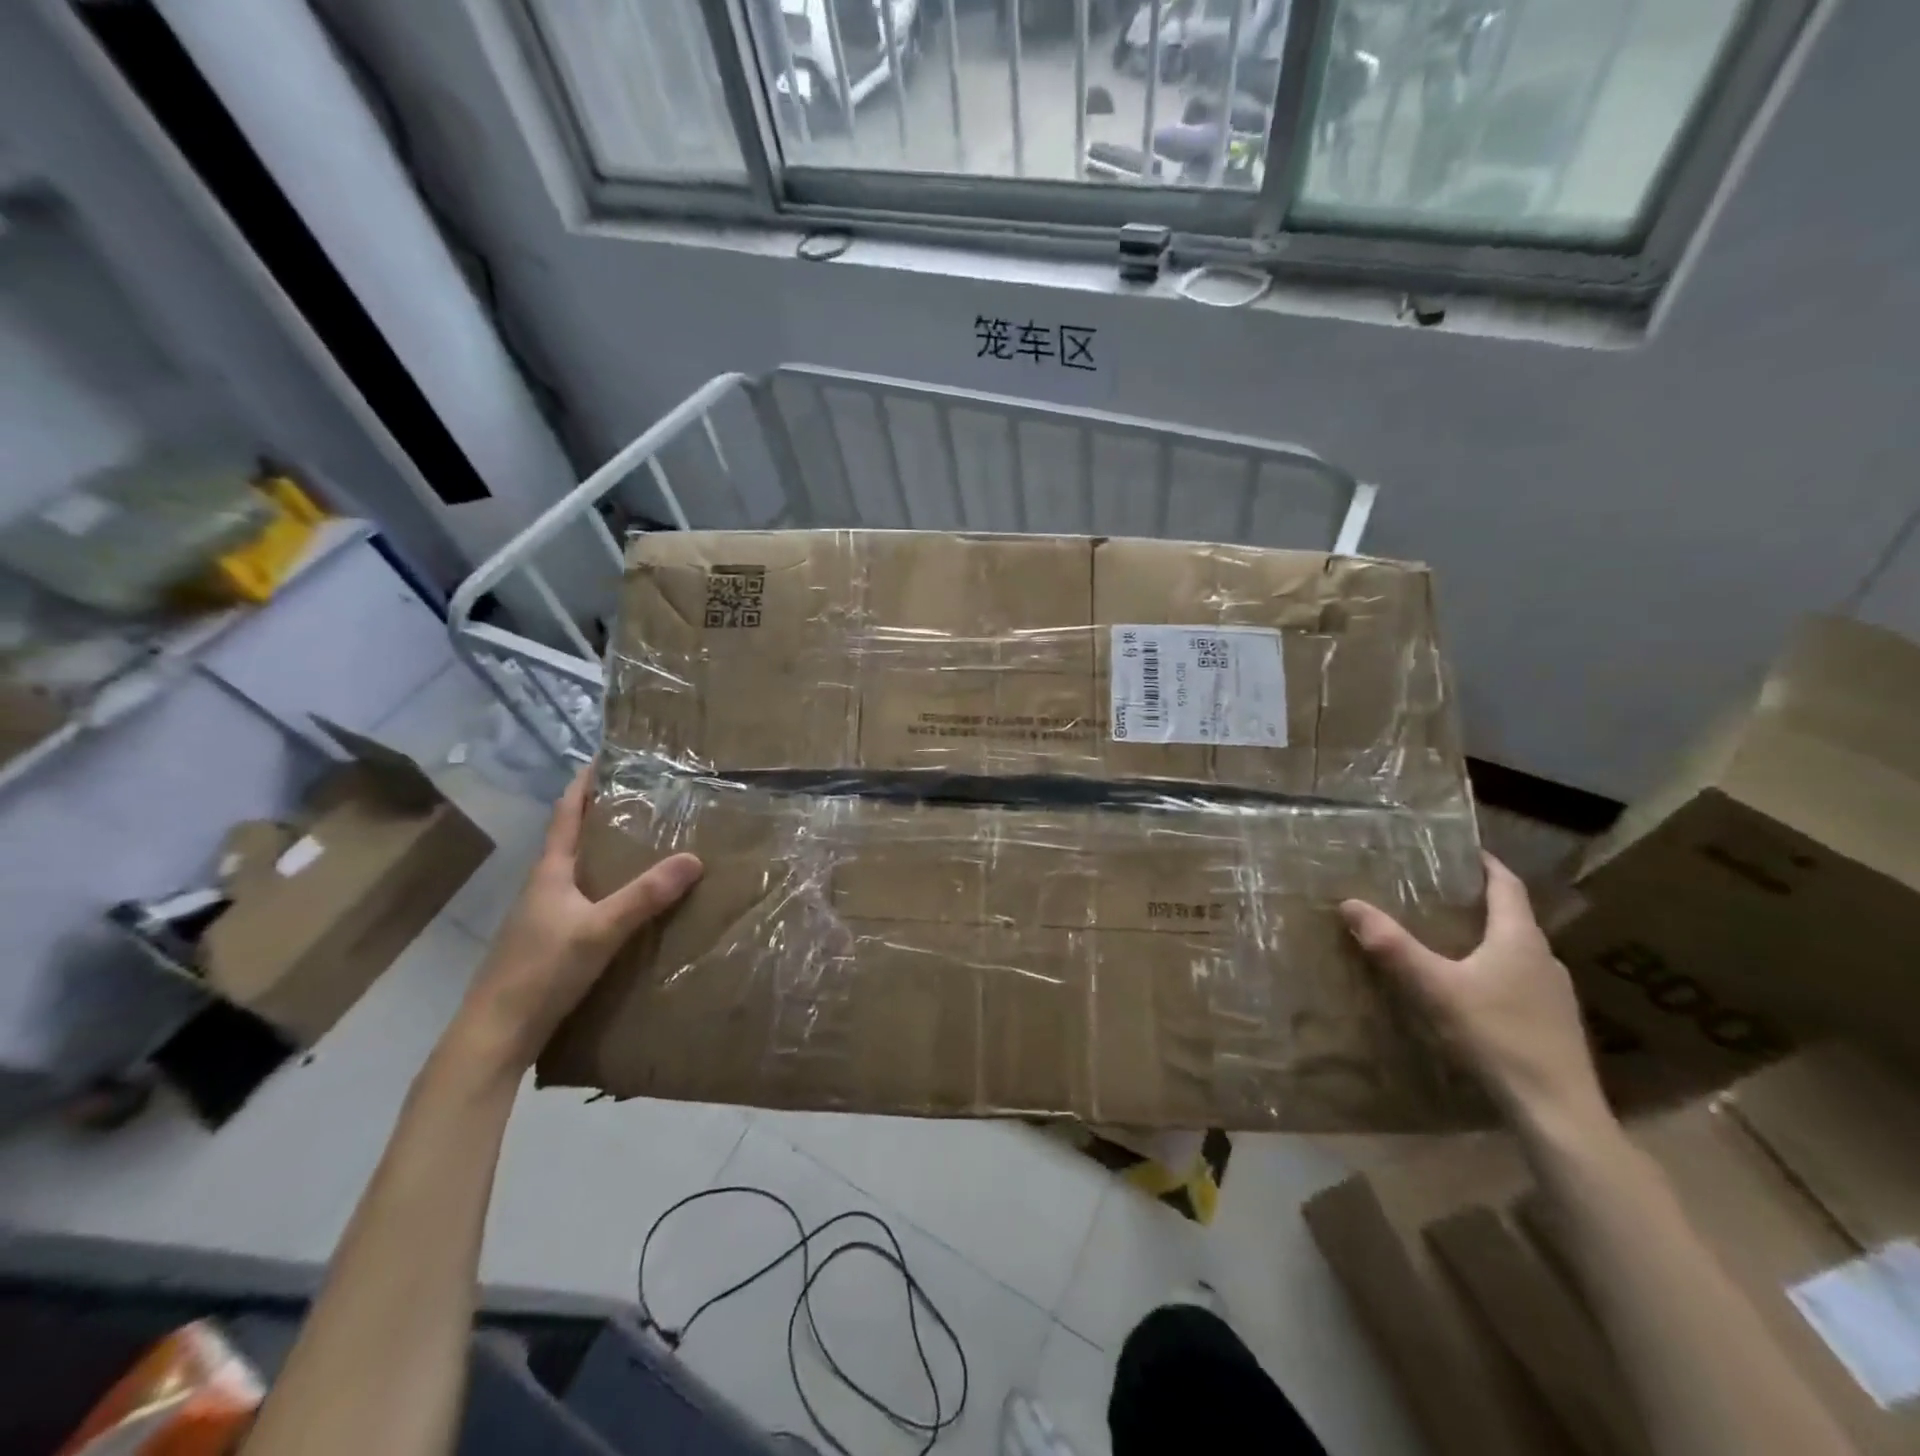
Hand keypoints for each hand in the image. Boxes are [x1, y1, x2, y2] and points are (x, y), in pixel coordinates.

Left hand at [451, 767, 701, 1077]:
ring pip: (579, 873)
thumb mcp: (600, 929)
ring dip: (607, 855)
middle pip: (573, 840)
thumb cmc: (541, 971)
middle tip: (645, 801)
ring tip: (647, 846)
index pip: (565, 815)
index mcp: (549, 873)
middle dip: (604, 817)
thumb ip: (645, 896)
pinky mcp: (550, 944)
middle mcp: (544, 888)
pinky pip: (584, 901)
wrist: (495, 1035)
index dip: (583, 786)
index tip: (605, 759)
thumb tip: (695, 857)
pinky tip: (630, 904)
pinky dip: (608, 889)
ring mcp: (544, 918)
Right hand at [1339, 853, 1606, 1128]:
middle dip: (1479, 901)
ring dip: (1488, 937)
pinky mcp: (1553, 1023)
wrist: (1557, 1109)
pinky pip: (1521, 979)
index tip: (1463, 849)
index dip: (1486, 864)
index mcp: (1520, 939)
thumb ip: (1392, 946)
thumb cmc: (1496, 1035)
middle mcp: (1544, 958)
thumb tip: (1349, 903)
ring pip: (1517, 950)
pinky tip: (1471, 988)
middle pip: (1513, 917)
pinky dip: (1495, 968)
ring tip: (1449, 937)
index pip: (1507, 885)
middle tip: (1440, 893)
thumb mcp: (1434, 987)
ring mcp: (1554, 993)